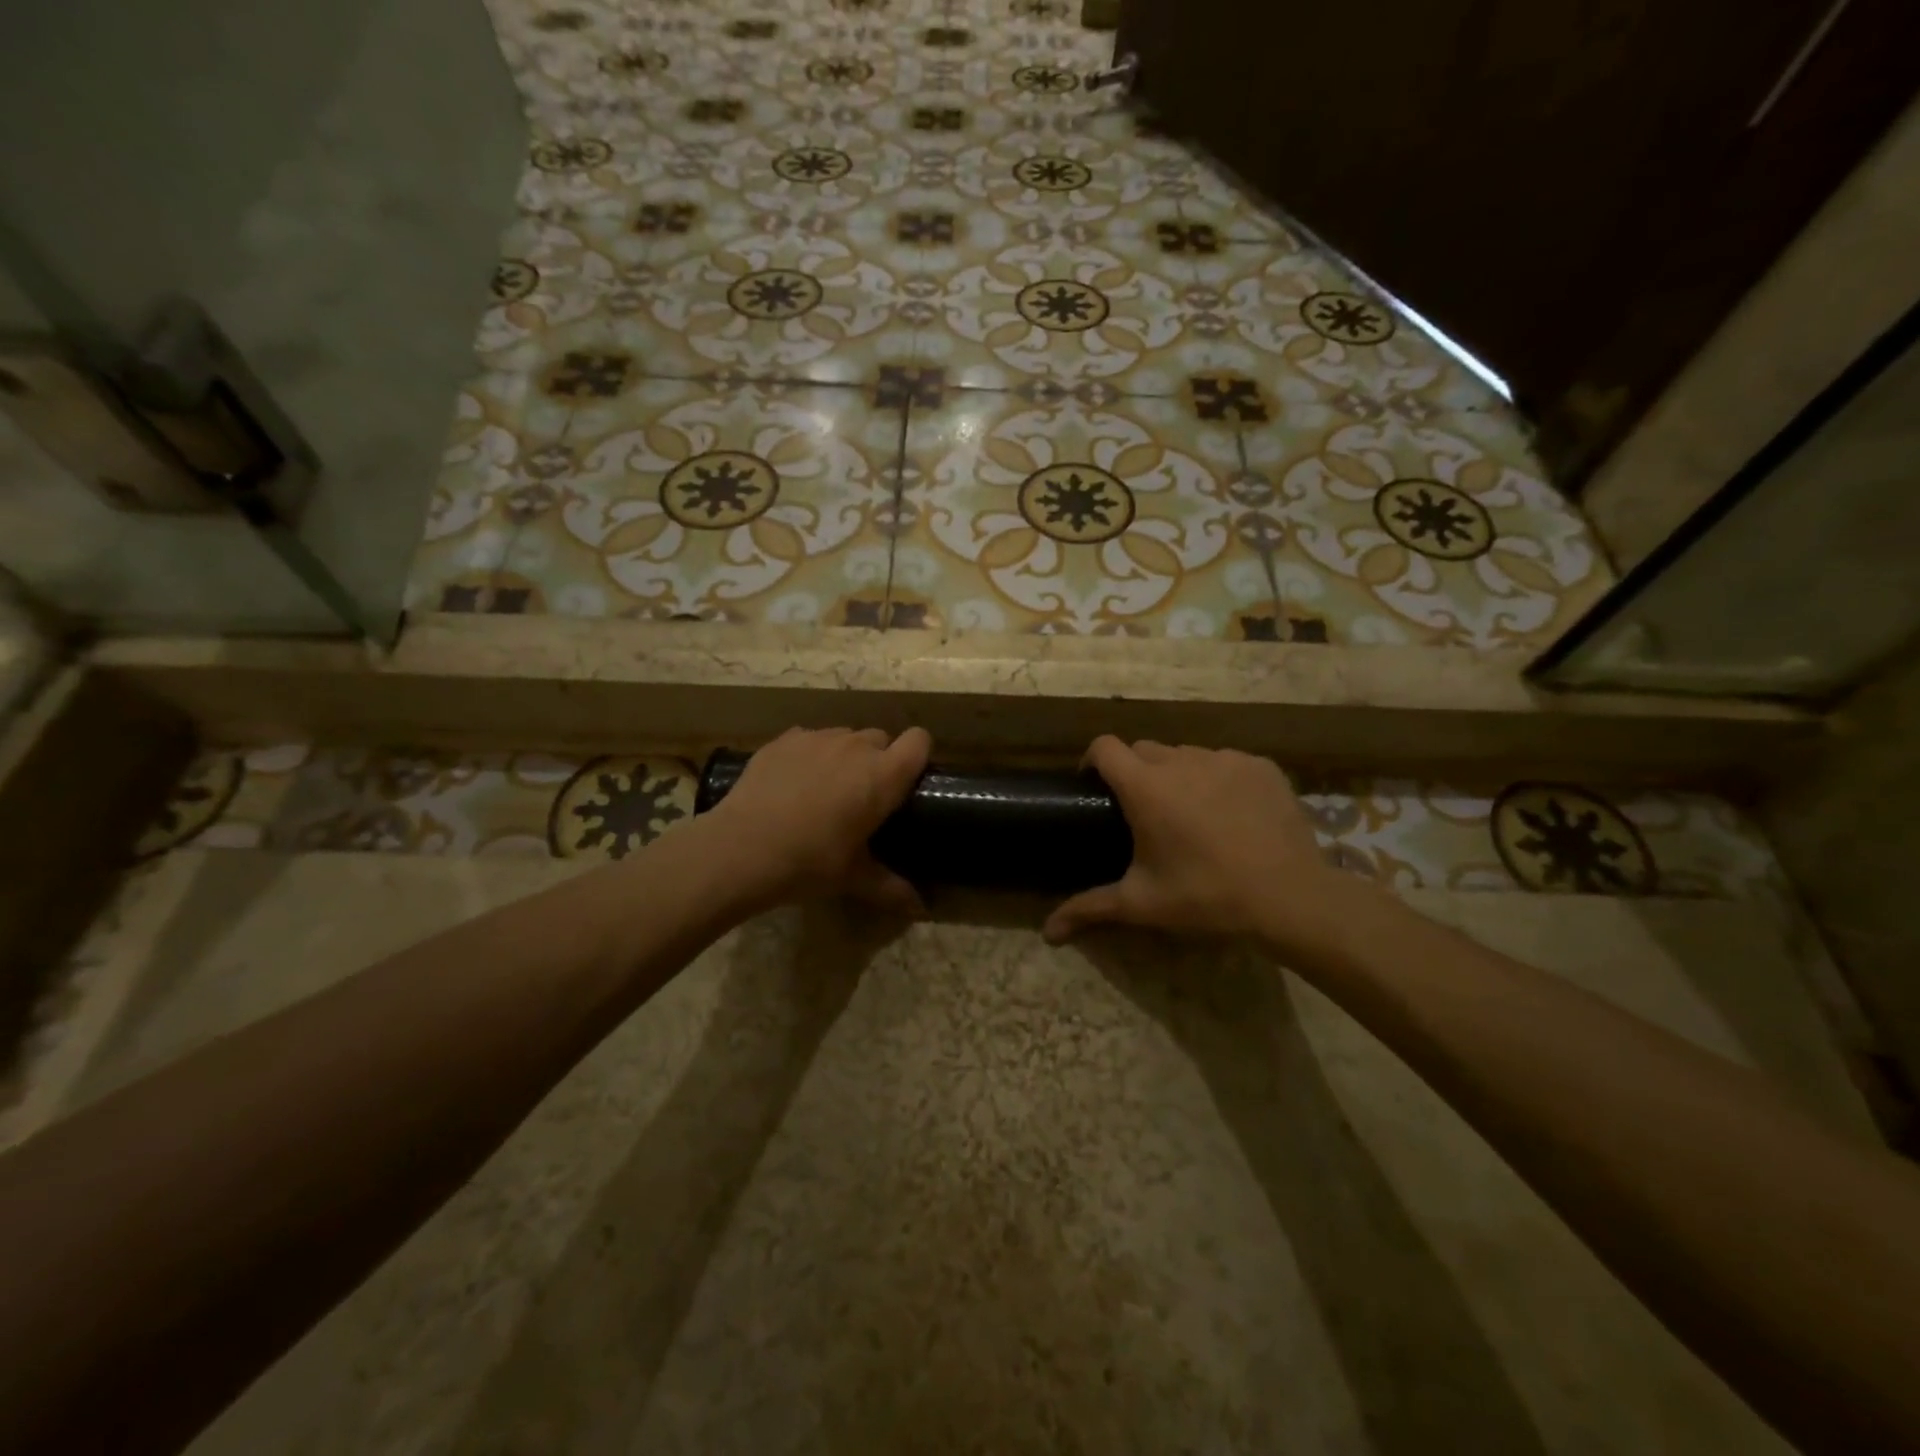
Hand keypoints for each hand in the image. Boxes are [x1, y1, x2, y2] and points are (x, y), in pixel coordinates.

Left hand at [707, 726, 930, 913]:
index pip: (919, 741)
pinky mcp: (783, 740)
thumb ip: (891, 888)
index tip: (907, 780)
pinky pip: (809, 739)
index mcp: (883, 776)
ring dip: (844, 756)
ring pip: (844, 736)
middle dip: (878, 760)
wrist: (740, 849)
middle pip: (881, 738)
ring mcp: (817, 738)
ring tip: (825, 789)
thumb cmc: (809, 862)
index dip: (918, 755)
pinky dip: (809, 755)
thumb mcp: (853, 878)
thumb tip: (921, 909)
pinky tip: (792, 784)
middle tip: (862, 796)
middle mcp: (855, 746)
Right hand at [1042, 737, 1372, 951]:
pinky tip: (1231, 812)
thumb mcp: (1142, 903)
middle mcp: (1181, 761)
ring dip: (1177, 774)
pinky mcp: (1260, 766)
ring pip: (1186, 754)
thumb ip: (1090, 908)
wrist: (1290, 898)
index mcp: (1145, 787)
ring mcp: (1225, 759)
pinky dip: (1218, 779)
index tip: (1095, 787)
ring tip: (1190, 812)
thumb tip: (1046, 933)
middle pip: (1144, 750)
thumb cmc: (1206, 897)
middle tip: (1143, 812)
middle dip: (1135, 772)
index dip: (1093, 762)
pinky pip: (1225, 762)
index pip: (1104, 747)